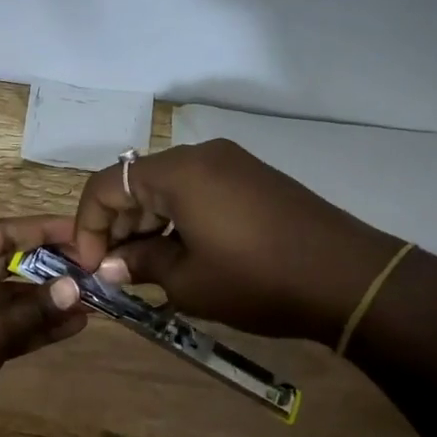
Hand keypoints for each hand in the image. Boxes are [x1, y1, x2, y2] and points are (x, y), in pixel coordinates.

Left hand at [0, 216, 87, 436]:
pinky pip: (5, 322)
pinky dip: (34, 324)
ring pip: (9, 294)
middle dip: (50, 266)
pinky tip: (74, 324)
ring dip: (47, 299)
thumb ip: (32, 310)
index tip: (84, 230)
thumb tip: (77, 287)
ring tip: (95, 297)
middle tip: (97, 267)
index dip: (43, 231)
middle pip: (5, 261)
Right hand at [70, 140, 405, 341]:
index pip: (106, 185)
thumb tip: (111, 265)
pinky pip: (196, 191)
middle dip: (117, 225)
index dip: (88, 226)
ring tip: (146, 267)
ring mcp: (231, 164)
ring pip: (166, 187)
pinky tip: (181, 253)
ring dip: (146, 223)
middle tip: (115, 270)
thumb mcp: (188, 281)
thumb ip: (140, 264)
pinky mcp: (252, 179)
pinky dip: (176, 218)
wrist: (348, 278)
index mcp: (178, 172)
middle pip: (135, 182)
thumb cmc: (257, 279)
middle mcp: (201, 155)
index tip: (92, 266)